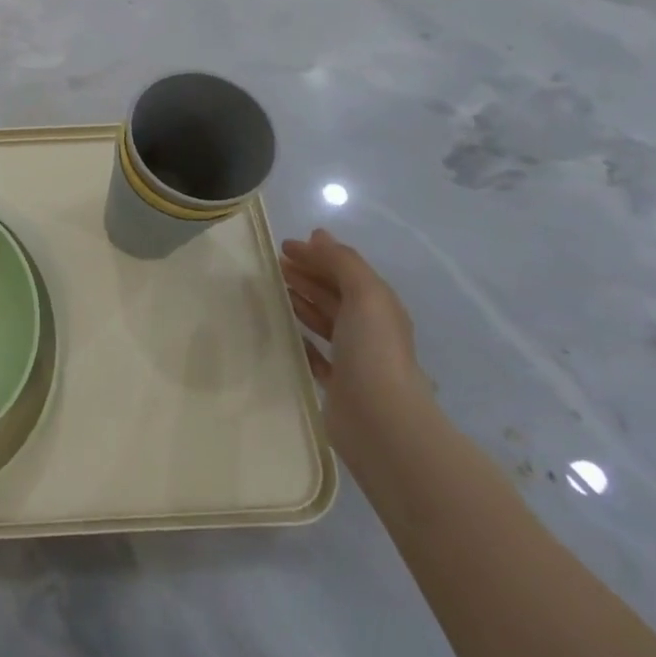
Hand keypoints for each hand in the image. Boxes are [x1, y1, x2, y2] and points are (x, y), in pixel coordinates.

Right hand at [280, 229, 420, 435]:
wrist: (380, 419)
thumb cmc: (373, 350)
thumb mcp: (365, 295)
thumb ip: (343, 263)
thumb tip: (318, 237)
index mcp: (379, 307)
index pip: (346, 271)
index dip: (318, 255)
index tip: (284, 246)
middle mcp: (369, 329)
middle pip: (335, 293)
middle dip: (308, 275)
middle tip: (275, 264)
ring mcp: (354, 357)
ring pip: (324, 321)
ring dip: (302, 302)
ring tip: (275, 291)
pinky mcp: (338, 383)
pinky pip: (316, 353)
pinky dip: (302, 338)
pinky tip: (285, 332)